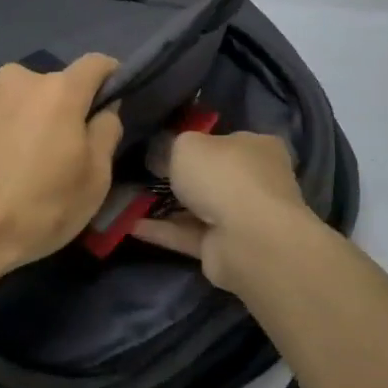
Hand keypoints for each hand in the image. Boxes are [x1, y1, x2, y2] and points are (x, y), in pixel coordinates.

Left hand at [0, 54, 122, 290]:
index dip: (113, 79)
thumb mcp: (94, 179)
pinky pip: (3, 118)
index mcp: (58, 89)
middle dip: (71, 109)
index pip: (97, 63)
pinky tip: (7, 172)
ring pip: (29, 102)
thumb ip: (106, 133)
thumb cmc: (37, 207)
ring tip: (35, 167)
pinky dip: (13, 135)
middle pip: (59, 85)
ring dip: (39, 122)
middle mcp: (21, 80)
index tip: (115, 107)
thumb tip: (104, 111)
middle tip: (72, 153)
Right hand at [131, 131, 316, 290]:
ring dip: (168, 205)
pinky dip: (163, 230)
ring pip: (199, 207)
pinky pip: (189, 234)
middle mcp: (255, 180)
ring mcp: (243, 217)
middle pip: (213, 175)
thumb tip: (160, 154)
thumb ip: (171, 146)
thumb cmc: (223, 175)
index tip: (166, 145)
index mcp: (258, 147)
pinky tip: (131, 225)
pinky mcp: (226, 248)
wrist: (247, 238)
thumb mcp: (186, 145)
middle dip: (181, 176)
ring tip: (129, 199)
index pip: (227, 140)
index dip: (198, 141)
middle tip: (144, 172)